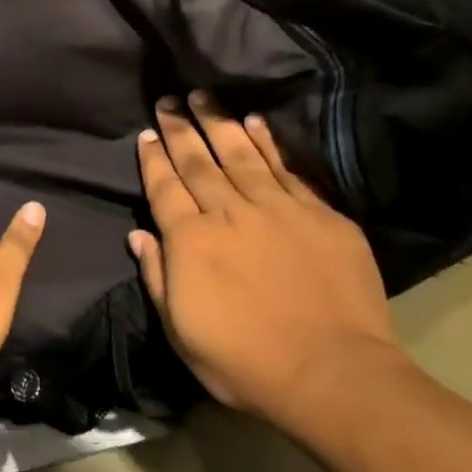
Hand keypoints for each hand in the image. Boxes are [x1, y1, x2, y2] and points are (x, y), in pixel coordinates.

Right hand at [128, 93, 403, 431]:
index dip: (153, 159)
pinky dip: (268, 144)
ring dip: (219, 123)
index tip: (146, 134)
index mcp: (192, 241)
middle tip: (168, 100)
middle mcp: (230, 214)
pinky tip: (255, 123)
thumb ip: (157, 277)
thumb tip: (138, 234)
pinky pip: (287, 169)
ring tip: (204, 96)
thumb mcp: (180, 331)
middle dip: (179, 130)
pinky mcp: (320, 215)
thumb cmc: (244, 361)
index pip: (165, 188)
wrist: (333, 375)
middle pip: (198, 163)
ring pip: (240, 155)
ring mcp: (278, 210)